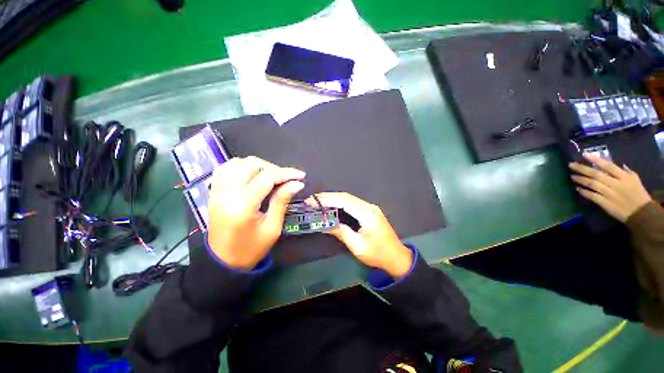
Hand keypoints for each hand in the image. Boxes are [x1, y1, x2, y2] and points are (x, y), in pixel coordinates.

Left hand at [207, 156, 304, 269]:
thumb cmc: (251, 249)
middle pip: (252, 164)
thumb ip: (282, 201)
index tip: (300, 176)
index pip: (267, 177)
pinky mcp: (213, 192)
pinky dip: (241, 166)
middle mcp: (227, 193)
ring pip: (238, 162)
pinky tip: (251, 174)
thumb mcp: (272, 228)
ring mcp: (217, 191)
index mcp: (242, 206)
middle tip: (286, 179)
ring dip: (258, 166)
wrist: (222, 261)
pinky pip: (225, 168)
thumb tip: (296, 184)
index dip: (286, 173)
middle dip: (274, 168)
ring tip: (270, 177)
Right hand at [311, 193, 412, 277]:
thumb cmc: (377, 254)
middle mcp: (369, 207)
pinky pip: (352, 203)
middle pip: (345, 197)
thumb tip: (324, 224)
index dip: (326, 199)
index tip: (312, 201)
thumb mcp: (357, 246)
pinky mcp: (370, 211)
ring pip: (348, 198)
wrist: (397, 257)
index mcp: (367, 214)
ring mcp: (370, 208)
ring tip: (318, 202)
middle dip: (327, 197)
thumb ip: (341, 232)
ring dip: (333, 199)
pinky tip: (332, 206)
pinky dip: (340, 203)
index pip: (343, 201)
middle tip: (311, 200)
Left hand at [569, 154, 651, 221]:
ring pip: (592, 184)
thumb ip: (625, 171)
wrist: (641, 213)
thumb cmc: (638, 194)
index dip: (596, 160)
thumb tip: (615, 163)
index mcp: (623, 177)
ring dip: (580, 179)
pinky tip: (577, 188)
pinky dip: (584, 192)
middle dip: (582, 168)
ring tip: (572, 176)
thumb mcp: (635, 179)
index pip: (608, 165)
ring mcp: (609, 194)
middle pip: (596, 174)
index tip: (584, 154)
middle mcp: (615, 184)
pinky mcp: (605, 203)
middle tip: (571, 164)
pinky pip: (592, 196)